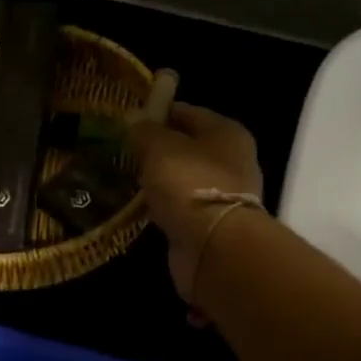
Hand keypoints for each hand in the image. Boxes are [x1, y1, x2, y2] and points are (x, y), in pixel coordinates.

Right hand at [128, 103, 265, 302]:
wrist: (214, 247)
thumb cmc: (190, 184)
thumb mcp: (160, 148)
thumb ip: (146, 131)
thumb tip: (135, 118)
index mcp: (227, 132)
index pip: (189, 112)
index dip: (160, 112)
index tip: (131, 119)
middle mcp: (233, 159)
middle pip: (190, 146)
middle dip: (160, 148)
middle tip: (127, 150)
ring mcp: (226, 194)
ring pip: (187, 178)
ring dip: (164, 179)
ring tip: (130, 178)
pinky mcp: (215, 224)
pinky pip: (185, 206)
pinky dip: (168, 206)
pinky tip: (144, 207)